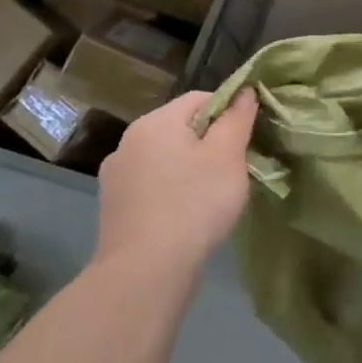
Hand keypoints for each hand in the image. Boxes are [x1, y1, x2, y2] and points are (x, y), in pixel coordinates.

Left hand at [95, 89, 257, 274]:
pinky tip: (187, 216)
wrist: (145, 272)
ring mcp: (116, 176)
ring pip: (166, 159)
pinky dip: (172, 192)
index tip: (246, 141)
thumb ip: (238, 118)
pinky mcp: (114, 207)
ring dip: (191, 169)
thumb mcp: (228, 155)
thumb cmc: (194, 203)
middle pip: (181, 128)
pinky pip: (153, 186)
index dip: (229, 112)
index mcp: (155, 122)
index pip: (201, 99)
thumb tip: (245, 90)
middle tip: (234, 170)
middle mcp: (128, 141)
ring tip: (212, 197)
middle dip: (210, 143)